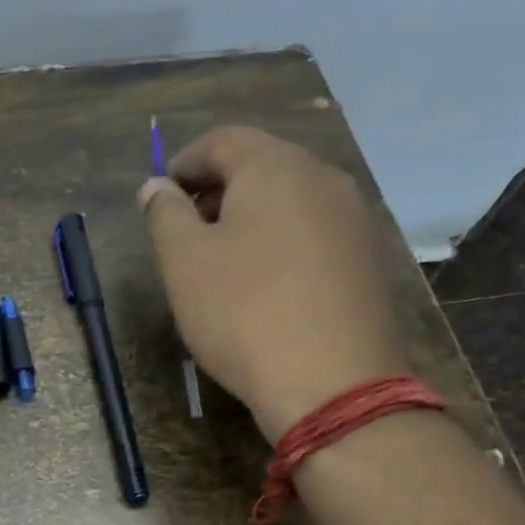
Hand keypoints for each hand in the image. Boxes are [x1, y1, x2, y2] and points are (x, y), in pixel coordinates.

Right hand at [139, 126, 408, 440]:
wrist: (332, 384)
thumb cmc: (243, 313)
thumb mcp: (183, 262)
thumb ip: (164, 213)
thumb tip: (156, 186)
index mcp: (275, 167)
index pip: (222, 141)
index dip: (184, 163)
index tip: (160, 198)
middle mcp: (323, 178)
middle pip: (261, 165)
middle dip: (217, 191)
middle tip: (186, 232)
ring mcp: (354, 219)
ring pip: (290, 201)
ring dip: (250, 218)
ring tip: (222, 262)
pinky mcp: (368, 260)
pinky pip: (314, 233)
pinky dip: (281, 243)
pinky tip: (265, 286)